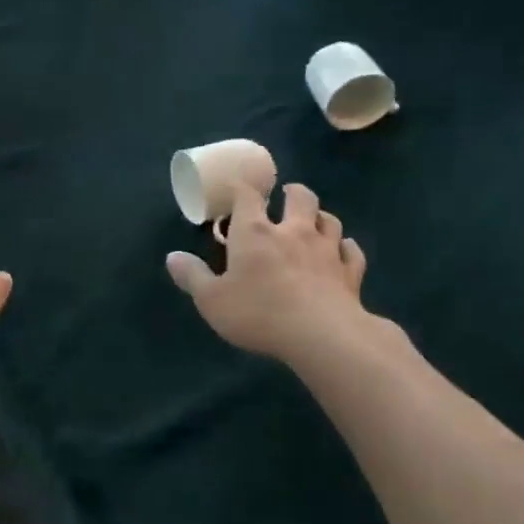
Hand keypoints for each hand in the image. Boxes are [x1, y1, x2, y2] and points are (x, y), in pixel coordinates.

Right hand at [167, 181, 372, 365]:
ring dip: (320, 217)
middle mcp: (292, 232)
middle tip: (285, 197)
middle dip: (292, 192)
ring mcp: (326, 251)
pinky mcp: (350, 273)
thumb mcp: (211, 300)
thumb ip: (193, 277)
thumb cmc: (259, 312)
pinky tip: (342, 252)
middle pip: (300, 198)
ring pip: (330, 220)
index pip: (247, 196)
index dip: (241, 188)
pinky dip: (346, 248)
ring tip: (313, 221)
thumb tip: (172, 257)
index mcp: (254, 232)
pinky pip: (352, 251)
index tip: (235, 187)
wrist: (322, 335)